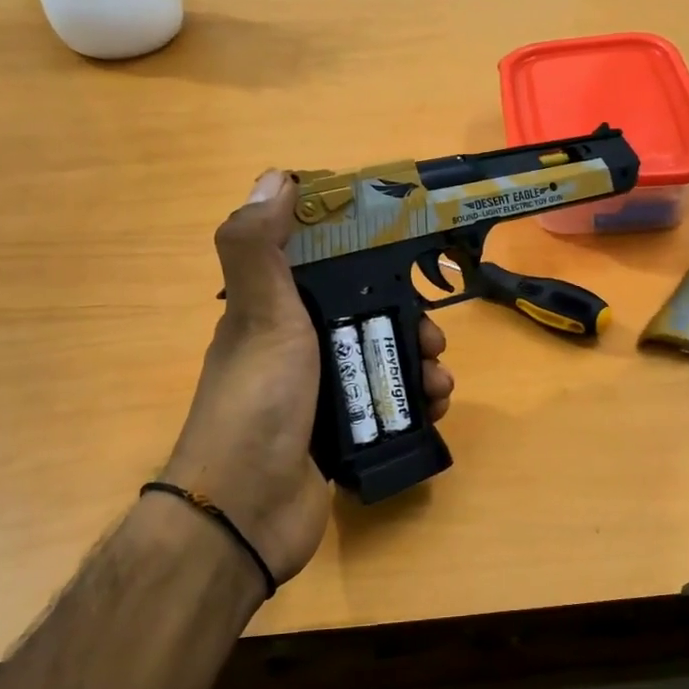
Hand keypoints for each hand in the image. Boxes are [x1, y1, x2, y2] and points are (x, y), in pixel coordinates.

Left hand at [161, 171, 453, 586]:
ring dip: (421, 366)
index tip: (405, 258)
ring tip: (440, 383)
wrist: (248, 511)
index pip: (326, 269)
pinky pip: (389, 407)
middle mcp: (296, 350)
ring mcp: (320, 396)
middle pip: (367, 318)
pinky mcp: (341, 436)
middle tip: (434, 339)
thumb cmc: (258, 401)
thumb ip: (261, 246)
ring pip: (383, 364)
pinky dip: (416, 404)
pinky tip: (434, 411)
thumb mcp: (260, 314)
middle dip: (409, 322)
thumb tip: (278, 177)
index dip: (366, 258)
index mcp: (273, 313)